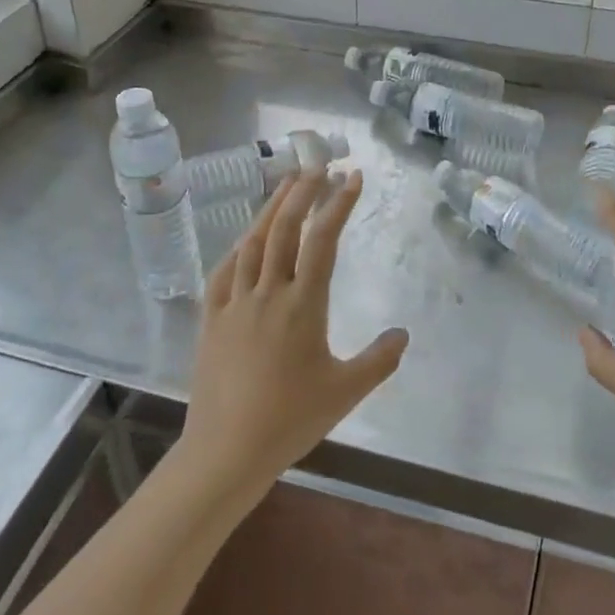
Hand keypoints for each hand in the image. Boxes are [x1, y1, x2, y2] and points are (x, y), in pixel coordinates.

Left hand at [176, 172, 408, 503]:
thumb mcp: (345, 393)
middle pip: (285, 228)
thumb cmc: (290, 420)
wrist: (226, 451)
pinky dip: (238, 247)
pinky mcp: (211, 318)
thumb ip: (379, 360)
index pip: (323, 239)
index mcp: (303, 304)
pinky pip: (224, 271)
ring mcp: (235, 302)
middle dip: (303, 191)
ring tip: (286, 185)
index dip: (339, 203)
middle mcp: (268, 292)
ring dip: (271, 208)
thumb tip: (403, 333)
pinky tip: (245, 239)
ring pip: (253, 242)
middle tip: (317, 164)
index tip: (353, 176)